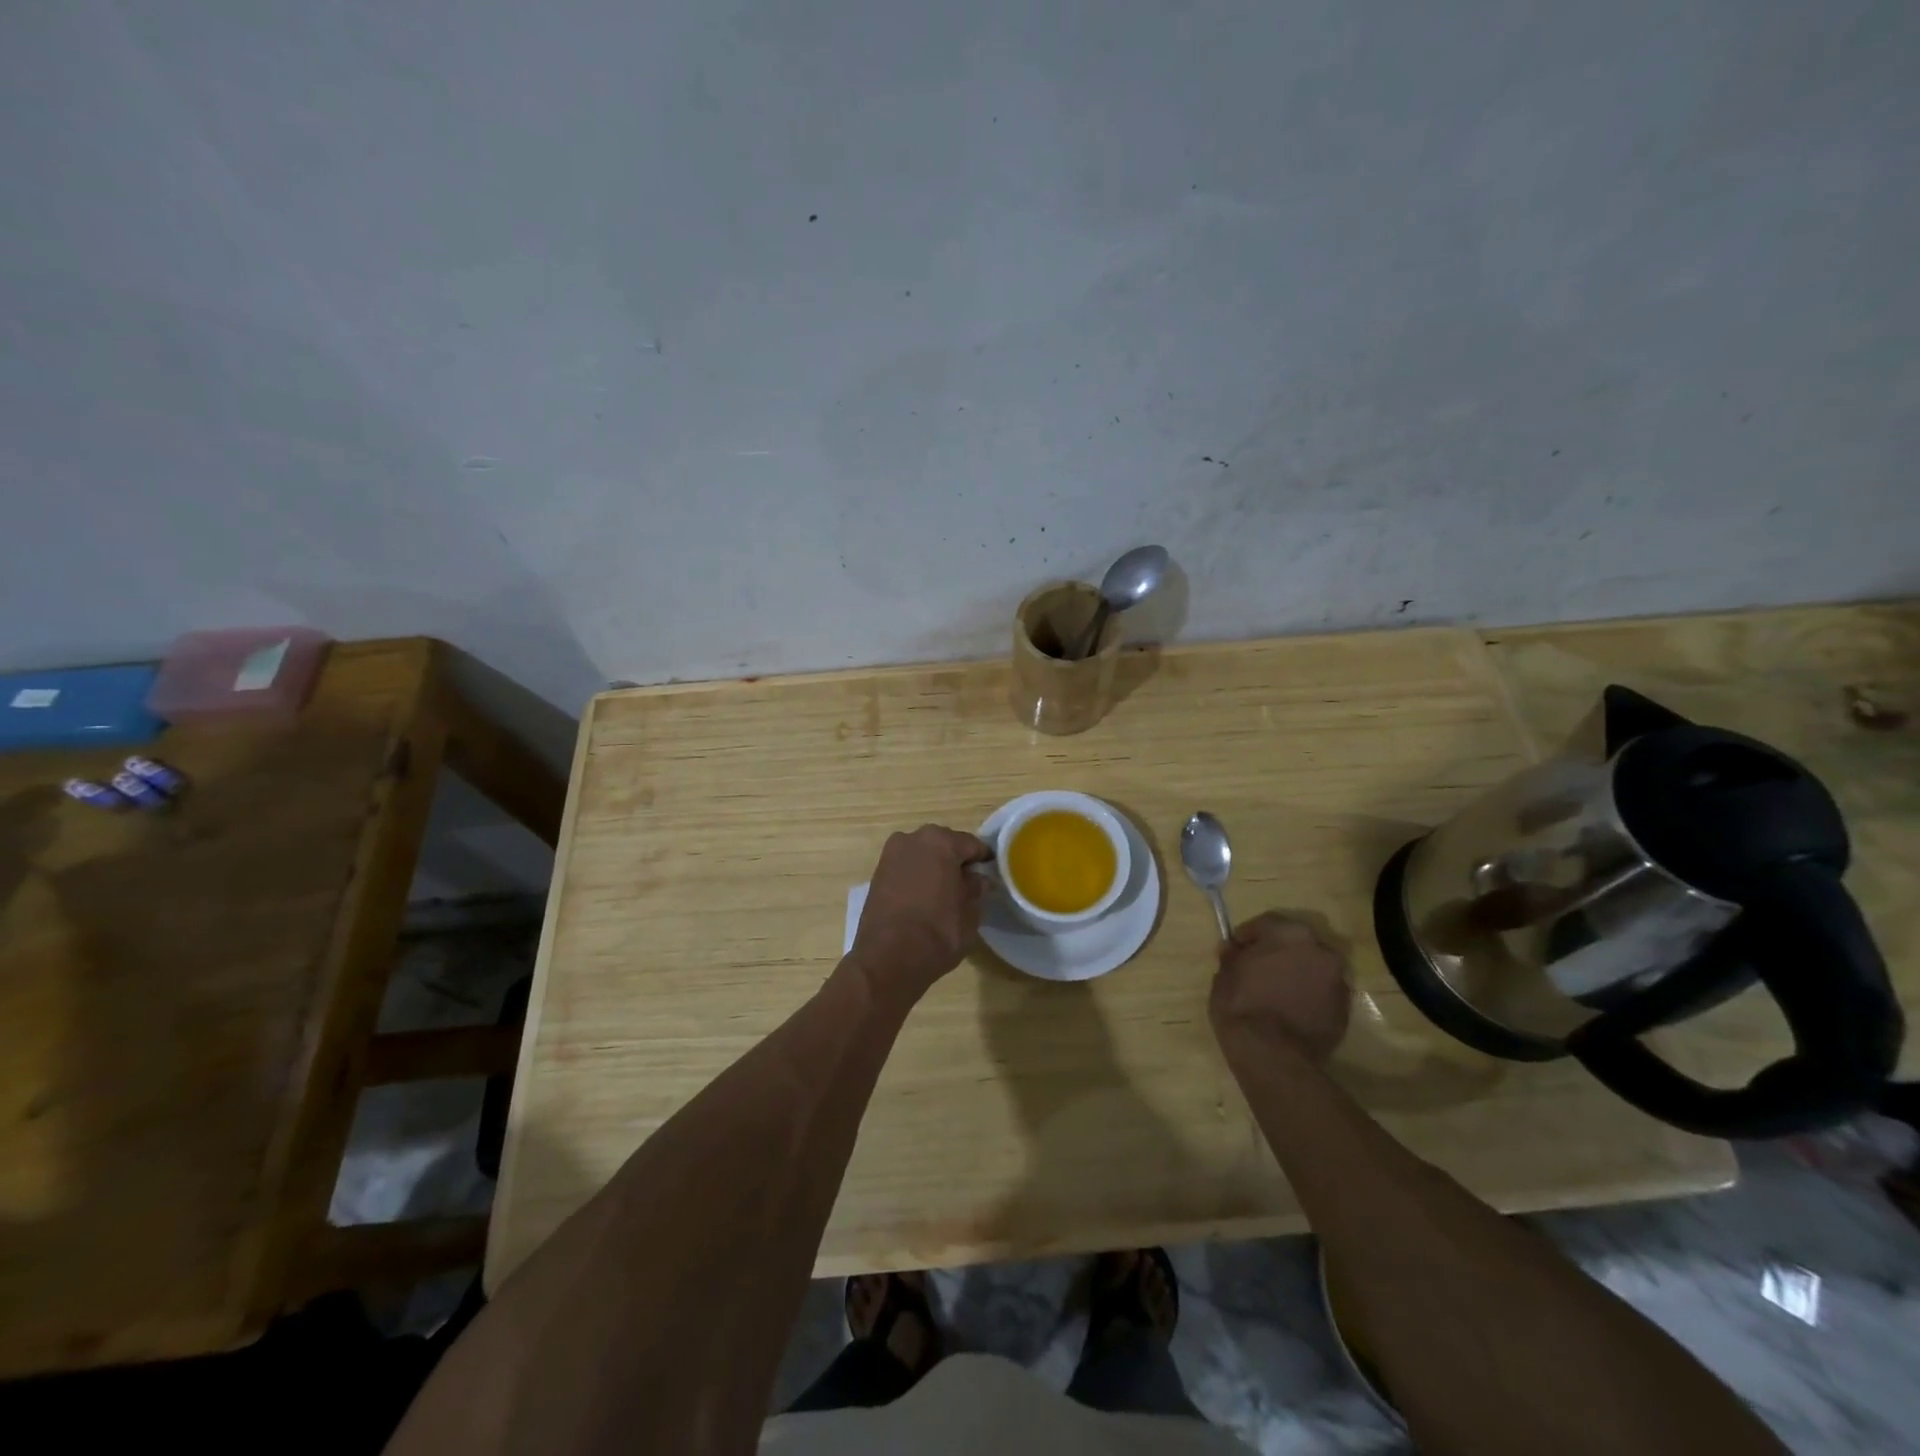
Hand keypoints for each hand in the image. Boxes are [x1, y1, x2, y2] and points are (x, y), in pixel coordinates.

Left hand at [849, 824, 990, 999]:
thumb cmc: (938, 932)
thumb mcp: (969, 914)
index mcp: (942, 842)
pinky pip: (906, 867)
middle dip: (956, 860)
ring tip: (944, 892)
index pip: (972, 844)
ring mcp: (891, 854)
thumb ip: (975, 890)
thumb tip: (978, 880)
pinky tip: (924, 897)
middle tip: (967, 884)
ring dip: (934, 867)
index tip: (990, 874)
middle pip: (944, 844)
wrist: (887, 958)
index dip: (983, 860)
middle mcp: (914, 838)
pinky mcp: (877, 872)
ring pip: (922, 854)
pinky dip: (916, 876)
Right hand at [1210, 912, 1350, 1062]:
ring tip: (1276, 991)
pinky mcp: (1344, 1010)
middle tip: (1258, 968)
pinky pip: (1322, 994)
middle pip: (1296, 943)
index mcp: (1289, 934)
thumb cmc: (1242, 1004)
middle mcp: (1320, 950)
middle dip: (1278, 952)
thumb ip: (1232, 957)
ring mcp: (1337, 981)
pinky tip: (1291, 1010)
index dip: (1248, 936)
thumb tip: (1233, 950)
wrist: (1272, 1055)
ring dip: (1297, 973)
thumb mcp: (1224, 975)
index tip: (1235, 950)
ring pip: (1313, 968)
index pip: (1266, 923)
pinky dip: (1309, 996)